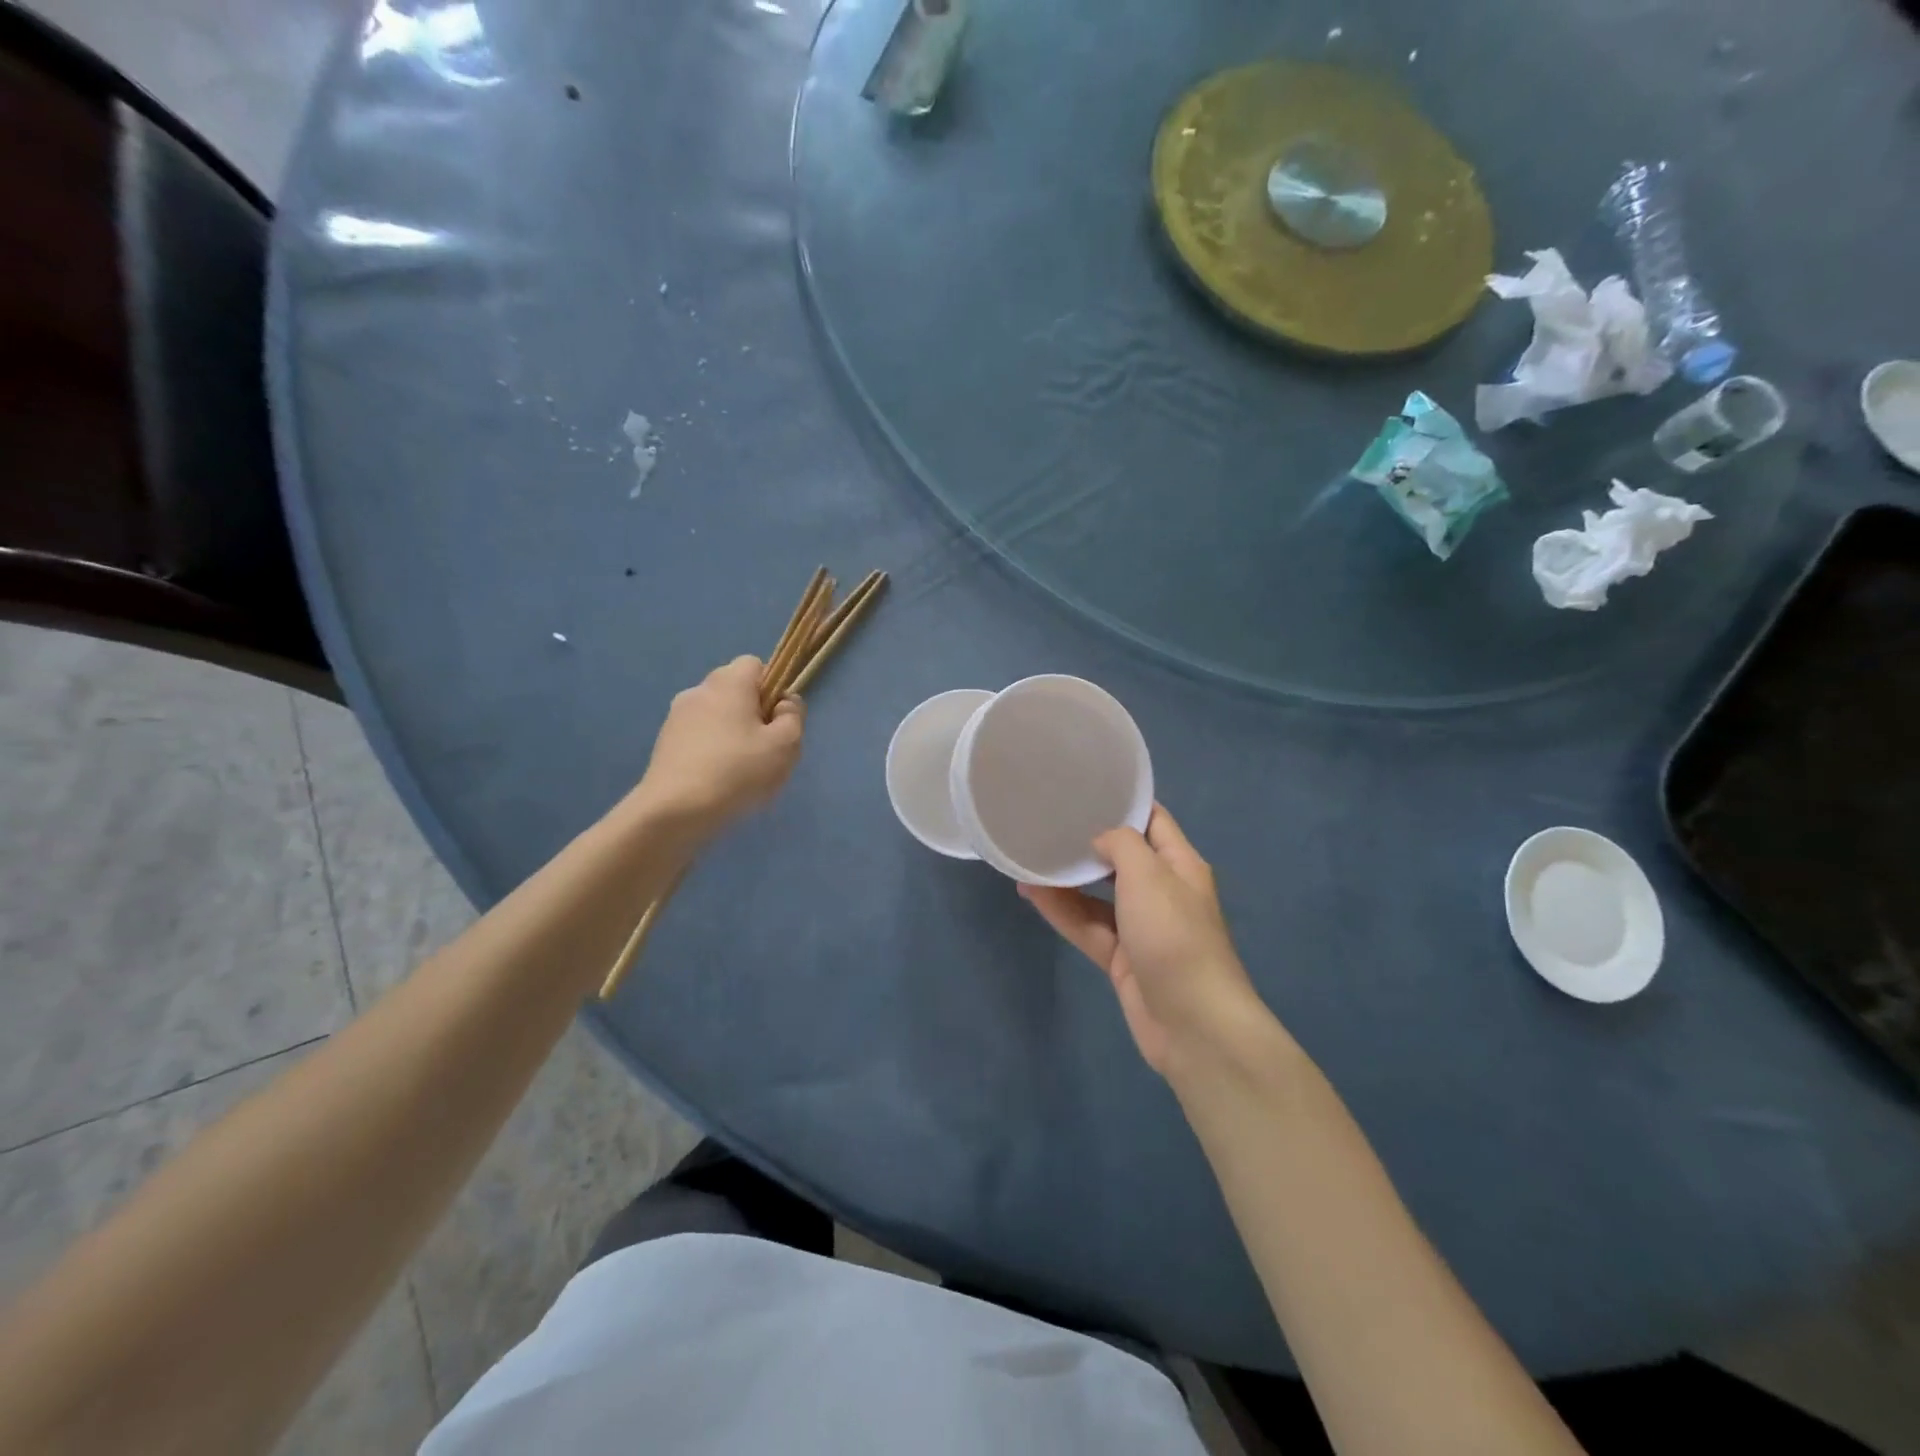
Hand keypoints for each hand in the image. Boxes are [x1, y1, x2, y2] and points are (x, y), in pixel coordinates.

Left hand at [637, 657, 803, 836]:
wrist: (674, 811)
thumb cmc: (737, 771)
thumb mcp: (785, 745)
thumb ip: (794, 716)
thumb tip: (785, 703)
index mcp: (729, 682)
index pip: (755, 664)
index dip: (773, 688)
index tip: (778, 720)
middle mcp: (699, 690)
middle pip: (736, 691)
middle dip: (754, 713)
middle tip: (766, 750)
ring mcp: (677, 717)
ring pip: (717, 715)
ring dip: (732, 734)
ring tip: (742, 772)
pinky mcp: (665, 743)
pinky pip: (699, 737)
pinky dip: (712, 751)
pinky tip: (719, 782)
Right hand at [1020, 804, 1264, 1077]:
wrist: (1193, 1023)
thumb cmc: (1174, 935)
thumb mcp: (1149, 874)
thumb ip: (1122, 844)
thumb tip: (1100, 840)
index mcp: (1180, 865)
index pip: (1152, 821)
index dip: (1122, 803)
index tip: (1082, 789)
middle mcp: (1162, 891)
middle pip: (1122, 858)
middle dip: (1087, 842)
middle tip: (1047, 822)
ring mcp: (1141, 928)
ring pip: (1098, 895)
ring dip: (1067, 879)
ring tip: (1028, 858)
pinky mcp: (1122, 960)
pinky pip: (1088, 926)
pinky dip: (1062, 911)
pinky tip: (1032, 894)